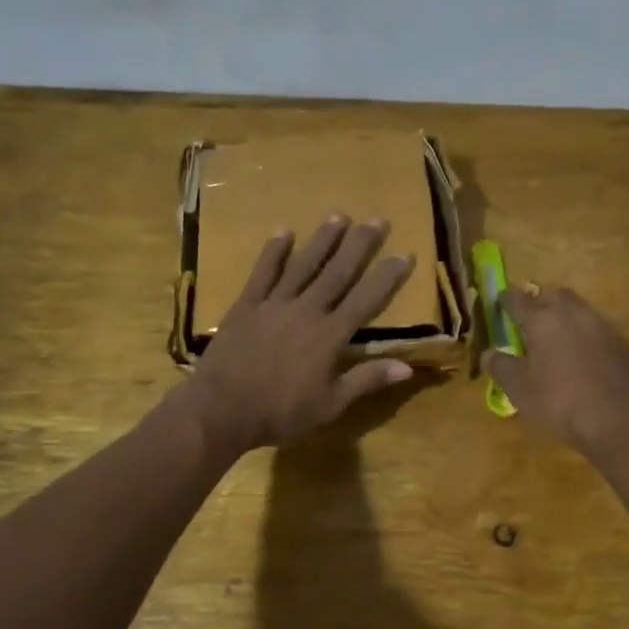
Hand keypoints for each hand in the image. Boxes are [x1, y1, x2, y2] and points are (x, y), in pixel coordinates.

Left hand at [175, 216, 417, 453]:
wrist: (221, 409)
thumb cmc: (280, 412)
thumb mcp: (330, 405)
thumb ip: (366, 380)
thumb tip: (407, 368)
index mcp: (330, 335)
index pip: (367, 299)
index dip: (387, 276)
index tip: (404, 253)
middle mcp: (307, 310)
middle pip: (338, 272)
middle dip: (360, 245)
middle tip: (377, 219)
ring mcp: (275, 304)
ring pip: (304, 265)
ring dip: (322, 240)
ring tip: (338, 216)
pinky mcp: (247, 305)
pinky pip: (263, 272)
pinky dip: (274, 252)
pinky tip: (284, 232)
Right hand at [483, 285, 628, 454]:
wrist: (622, 420)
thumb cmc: (562, 404)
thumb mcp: (521, 392)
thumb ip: (502, 368)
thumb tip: (487, 353)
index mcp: (543, 321)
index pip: (518, 299)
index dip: (506, 300)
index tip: (500, 302)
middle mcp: (573, 314)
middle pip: (553, 294)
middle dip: (540, 300)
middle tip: (530, 316)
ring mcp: (602, 326)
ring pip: (579, 309)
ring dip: (565, 316)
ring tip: (557, 336)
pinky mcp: (623, 342)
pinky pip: (598, 328)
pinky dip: (585, 334)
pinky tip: (584, 355)